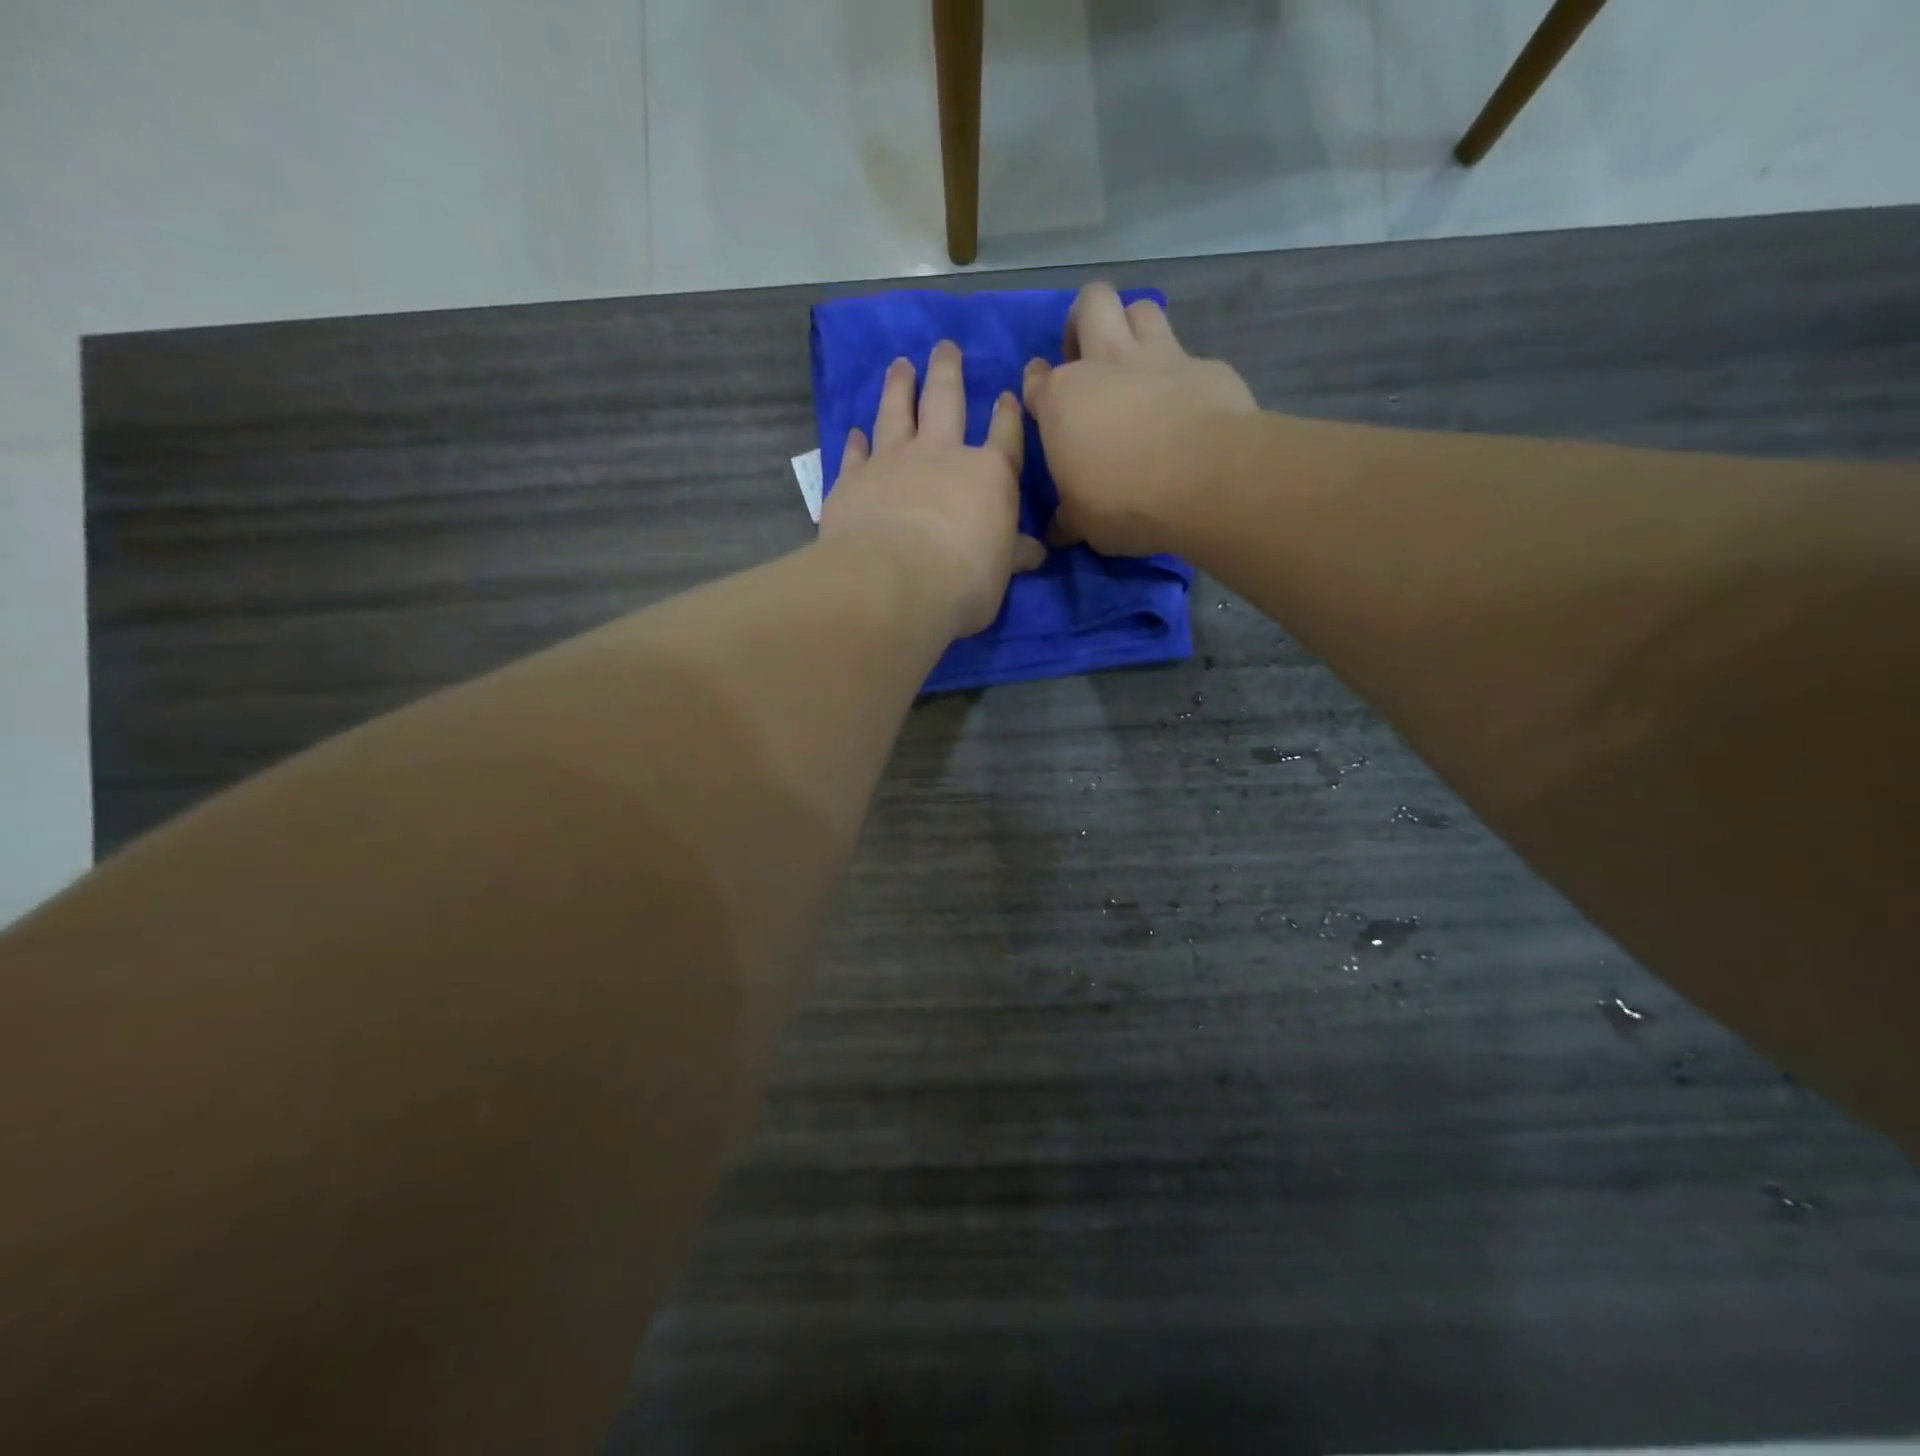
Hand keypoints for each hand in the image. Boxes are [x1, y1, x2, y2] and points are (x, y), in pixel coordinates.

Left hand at [821, 340, 1045, 637]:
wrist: (892, 582)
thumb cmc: (962, 581)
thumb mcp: (1000, 574)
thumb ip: (1013, 555)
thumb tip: (1036, 553)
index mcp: (988, 475)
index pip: (1004, 436)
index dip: (1007, 415)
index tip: (1006, 394)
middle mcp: (941, 455)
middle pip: (945, 401)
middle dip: (947, 371)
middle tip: (945, 346)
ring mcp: (893, 463)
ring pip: (896, 412)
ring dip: (899, 386)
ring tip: (900, 364)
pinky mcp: (853, 480)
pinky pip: (855, 453)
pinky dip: (855, 442)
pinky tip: (855, 431)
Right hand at [1023, 282, 1256, 557]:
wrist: (1207, 482)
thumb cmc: (1125, 502)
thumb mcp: (1083, 523)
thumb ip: (1067, 518)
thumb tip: (1055, 532)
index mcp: (1063, 400)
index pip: (1037, 379)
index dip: (1038, 388)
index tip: (1044, 404)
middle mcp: (1107, 363)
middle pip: (1091, 303)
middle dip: (1084, 321)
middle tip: (1088, 357)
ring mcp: (1160, 358)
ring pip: (1141, 309)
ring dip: (1134, 328)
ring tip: (1135, 363)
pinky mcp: (1207, 367)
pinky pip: (1189, 356)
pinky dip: (1182, 374)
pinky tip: (1187, 401)